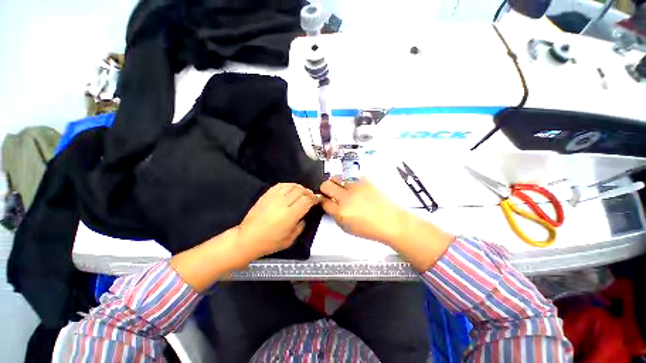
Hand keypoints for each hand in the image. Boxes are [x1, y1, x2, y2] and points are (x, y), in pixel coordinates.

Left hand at [234, 183, 317, 264]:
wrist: (247, 239)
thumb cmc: (269, 243)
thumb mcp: (289, 240)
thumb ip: (300, 228)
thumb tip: (303, 219)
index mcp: (290, 215)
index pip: (307, 201)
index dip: (314, 198)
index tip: (317, 199)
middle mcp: (283, 203)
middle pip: (300, 191)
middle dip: (308, 192)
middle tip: (310, 196)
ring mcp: (273, 198)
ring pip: (291, 186)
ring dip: (299, 187)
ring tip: (301, 192)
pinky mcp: (266, 195)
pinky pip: (280, 185)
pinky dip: (288, 185)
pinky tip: (290, 189)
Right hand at [320, 177, 454, 271]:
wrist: (391, 222)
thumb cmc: (369, 229)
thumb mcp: (347, 229)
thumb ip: (336, 216)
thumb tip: (331, 205)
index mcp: (341, 212)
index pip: (324, 201)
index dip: (322, 200)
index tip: (324, 199)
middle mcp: (346, 197)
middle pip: (326, 185)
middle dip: (324, 188)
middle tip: (329, 191)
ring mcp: (356, 187)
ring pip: (338, 177)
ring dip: (337, 182)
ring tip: (342, 187)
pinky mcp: (365, 181)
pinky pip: (351, 177)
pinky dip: (350, 182)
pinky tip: (355, 187)